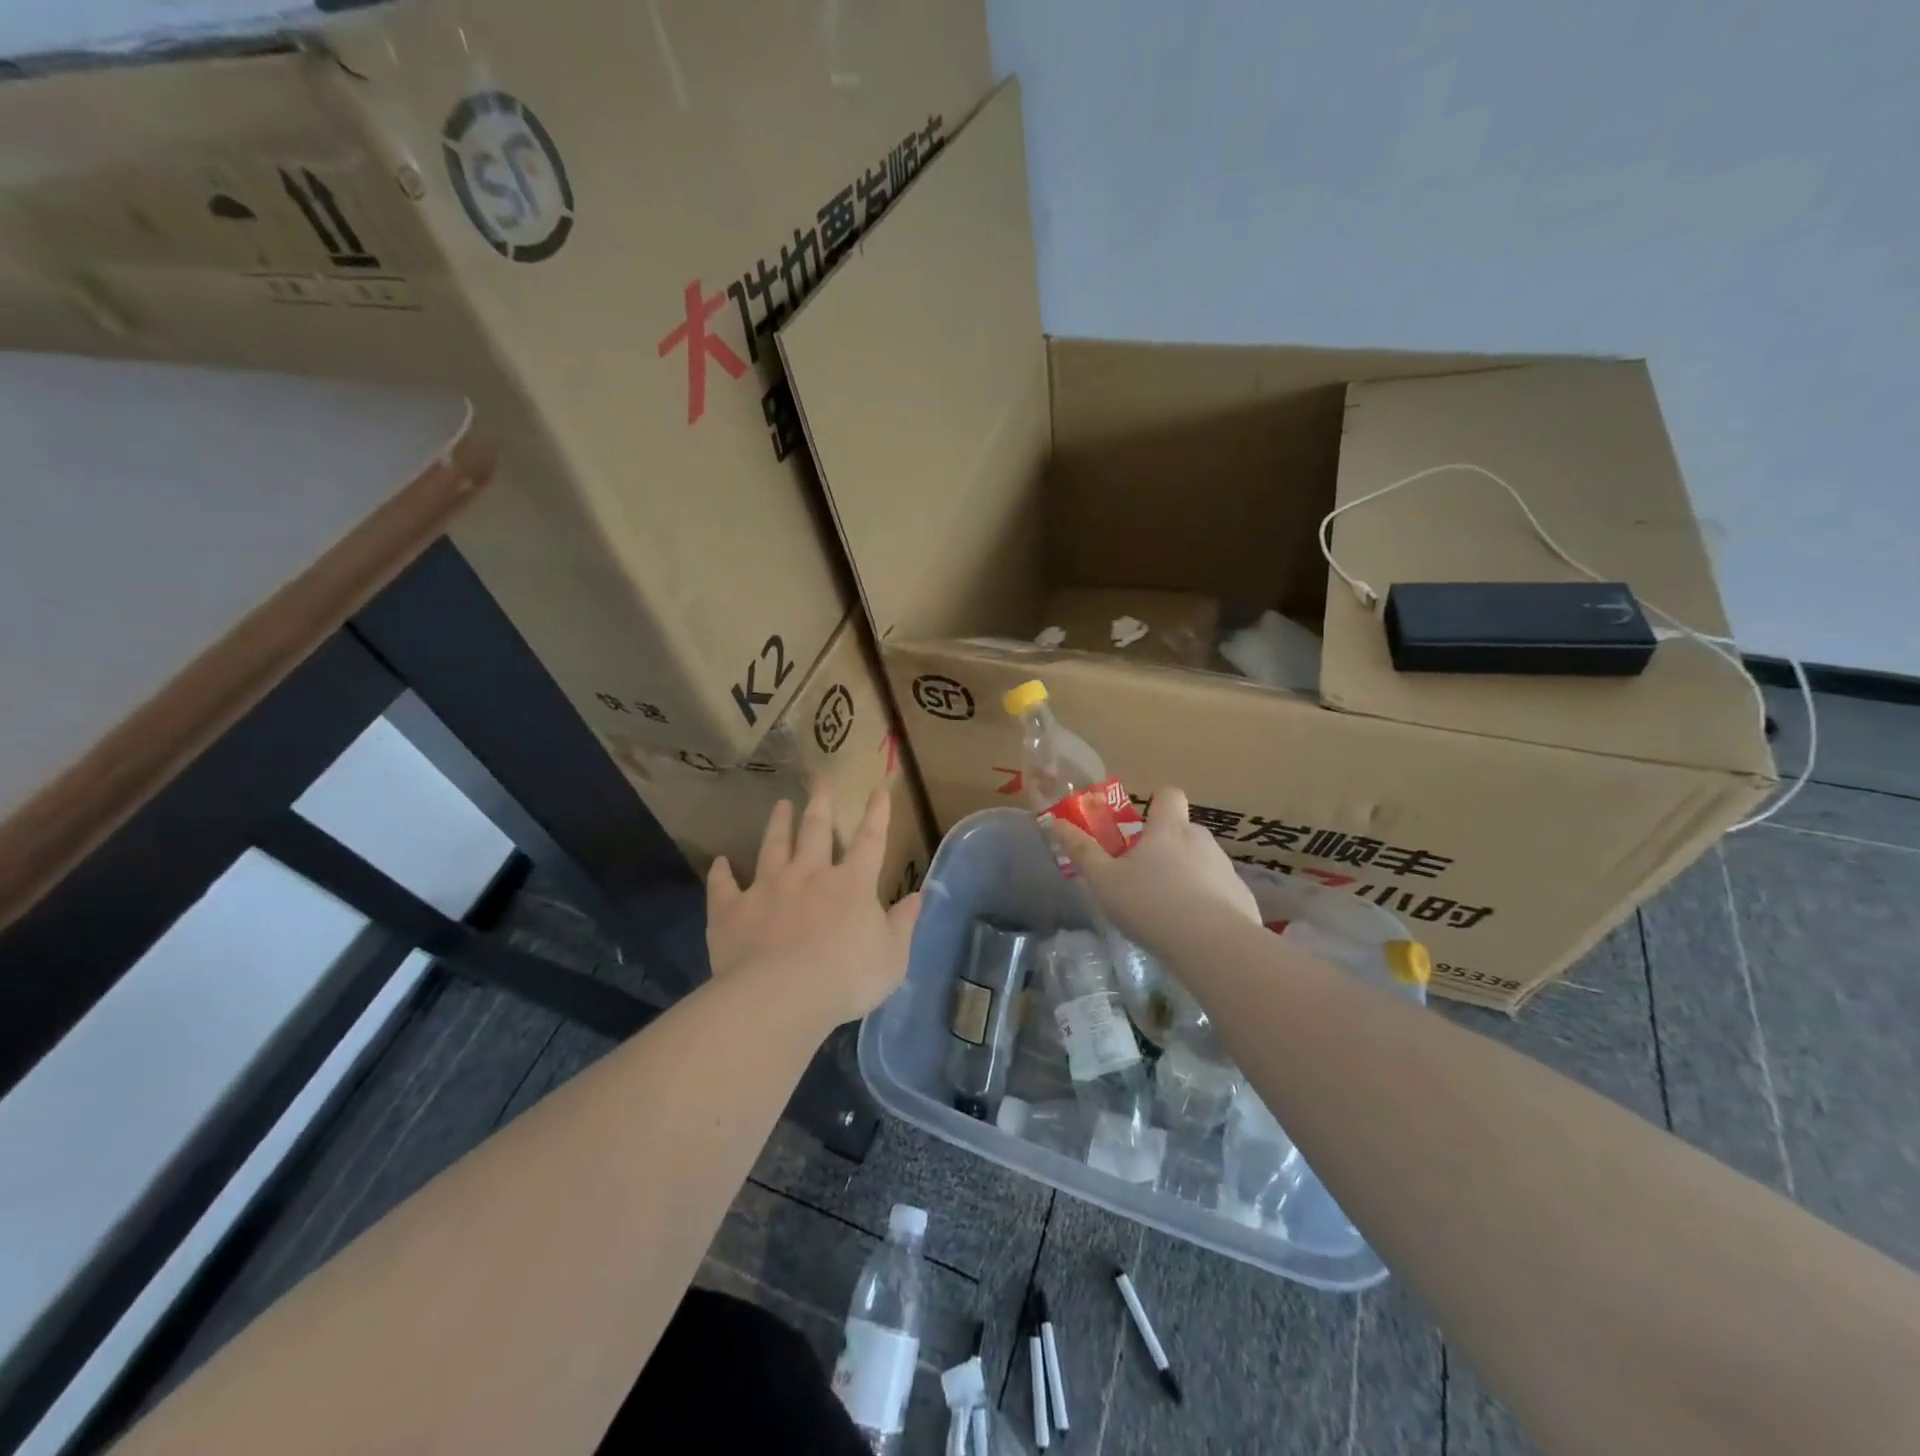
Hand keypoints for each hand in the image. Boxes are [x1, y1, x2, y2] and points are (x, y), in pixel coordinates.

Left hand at [707, 784, 922, 1027]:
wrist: (781, 996)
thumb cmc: (847, 979)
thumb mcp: (892, 958)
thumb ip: (903, 924)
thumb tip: (917, 896)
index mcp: (851, 885)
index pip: (870, 841)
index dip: (876, 815)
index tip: (878, 790)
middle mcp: (809, 875)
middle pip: (815, 831)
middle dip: (820, 804)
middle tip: (818, 781)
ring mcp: (768, 888)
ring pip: (773, 847)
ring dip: (777, 824)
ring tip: (780, 805)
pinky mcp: (733, 910)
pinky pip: (724, 886)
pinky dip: (721, 873)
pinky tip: (720, 863)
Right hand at [1051, 786, 1258, 955]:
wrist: (1214, 946)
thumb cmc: (1151, 904)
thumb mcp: (1104, 881)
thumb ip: (1082, 851)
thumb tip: (1056, 822)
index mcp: (1168, 829)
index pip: (1169, 795)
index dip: (1157, 803)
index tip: (1142, 823)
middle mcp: (1201, 840)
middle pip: (1184, 831)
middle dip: (1167, 847)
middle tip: (1144, 876)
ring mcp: (1226, 869)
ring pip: (1202, 862)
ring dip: (1188, 875)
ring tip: (1168, 910)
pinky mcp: (1243, 898)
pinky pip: (1220, 892)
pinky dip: (1208, 904)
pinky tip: (1194, 932)